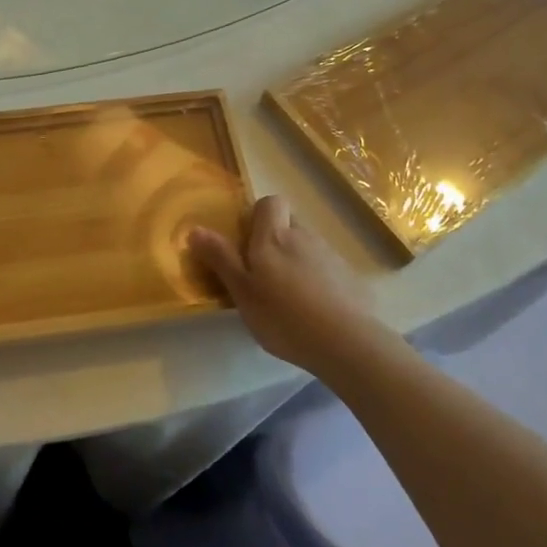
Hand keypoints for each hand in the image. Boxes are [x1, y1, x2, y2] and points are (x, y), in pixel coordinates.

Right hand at [190, 196, 379, 374]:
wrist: (348, 343)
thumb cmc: (284, 316)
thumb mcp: (242, 291)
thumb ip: (220, 258)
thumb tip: (194, 229)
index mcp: (274, 236)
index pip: (270, 202)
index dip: (259, 215)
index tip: (248, 242)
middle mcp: (304, 237)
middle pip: (289, 224)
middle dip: (276, 240)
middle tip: (263, 274)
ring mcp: (332, 256)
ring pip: (308, 247)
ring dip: (297, 262)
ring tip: (289, 299)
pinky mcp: (352, 279)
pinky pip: (328, 270)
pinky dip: (319, 282)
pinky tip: (315, 311)